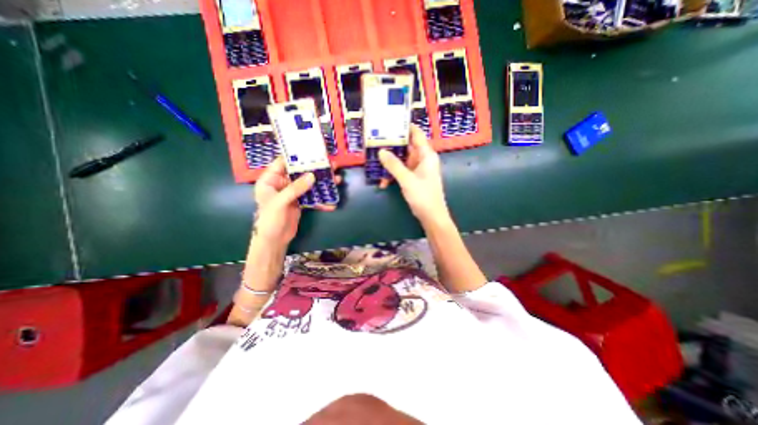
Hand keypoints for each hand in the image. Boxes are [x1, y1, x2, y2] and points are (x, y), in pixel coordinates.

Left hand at [253, 157, 338, 246]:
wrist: (274, 240)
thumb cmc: (269, 220)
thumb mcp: (280, 202)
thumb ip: (295, 189)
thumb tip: (312, 176)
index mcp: (270, 180)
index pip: (283, 163)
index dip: (297, 157)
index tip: (312, 152)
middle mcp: (282, 184)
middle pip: (300, 173)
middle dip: (315, 170)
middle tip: (331, 165)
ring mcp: (293, 193)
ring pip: (309, 185)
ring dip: (322, 184)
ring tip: (336, 179)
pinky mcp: (300, 202)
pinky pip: (312, 198)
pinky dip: (321, 200)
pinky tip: (331, 202)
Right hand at [379, 124, 448, 224]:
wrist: (432, 216)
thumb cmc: (423, 196)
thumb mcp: (407, 180)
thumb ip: (394, 165)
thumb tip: (380, 151)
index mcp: (426, 155)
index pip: (416, 134)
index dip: (404, 127)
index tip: (389, 122)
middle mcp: (422, 159)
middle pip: (406, 146)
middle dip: (391, 146)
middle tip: (374, 142)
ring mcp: (418, 169)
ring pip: (401, 160)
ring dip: (389, 164)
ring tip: (375, 164)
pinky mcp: (414, 178)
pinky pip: (401, 171)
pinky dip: (393, 175)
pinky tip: (383, 182)